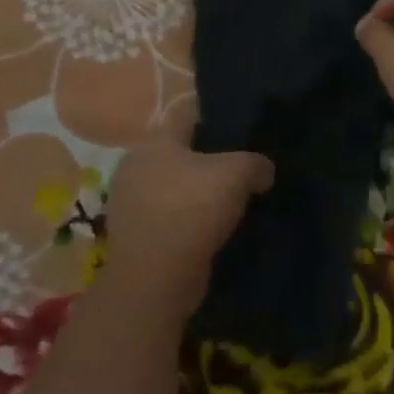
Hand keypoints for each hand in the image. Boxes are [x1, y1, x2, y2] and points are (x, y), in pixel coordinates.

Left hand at [101, 136, 272, 315]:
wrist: (155, 279)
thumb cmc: (192, 209)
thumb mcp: (238, 173)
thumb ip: (256, 163)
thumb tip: (263, 171)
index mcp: (154, 141)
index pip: (188, 114)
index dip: (217, 118)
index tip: (243, 129)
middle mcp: (135, 165)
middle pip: (182, 152)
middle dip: (209, 158)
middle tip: (242, 166)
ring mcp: (130, 202)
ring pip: (175, 185)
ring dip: (198, 192)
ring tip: (232, 199)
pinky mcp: (135, 235)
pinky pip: (169, 215)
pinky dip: (189, 219)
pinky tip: (214, 227)